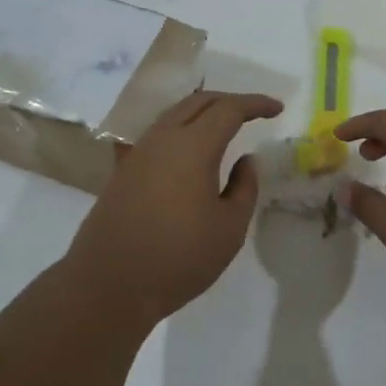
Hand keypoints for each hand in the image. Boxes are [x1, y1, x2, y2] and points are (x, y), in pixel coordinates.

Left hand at [66, 90, 283, 322]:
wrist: (108, 285)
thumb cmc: (178, 258)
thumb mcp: (229, 229)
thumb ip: (244, 187)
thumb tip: (246, 159)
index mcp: (192, 147)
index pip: (228, 109)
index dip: (255, 104)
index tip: (277, 108)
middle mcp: (162, 138)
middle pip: (198, 102)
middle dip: (229, 100)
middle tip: (253, 112)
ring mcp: (138, 152)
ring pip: (174, 114)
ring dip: (202, 112)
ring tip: (223, 126)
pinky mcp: (123, 170)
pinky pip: (157, 134)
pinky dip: (180, 129)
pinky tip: (186, 147)